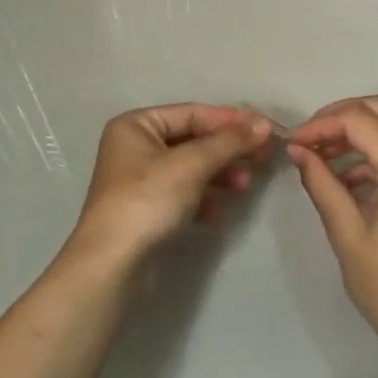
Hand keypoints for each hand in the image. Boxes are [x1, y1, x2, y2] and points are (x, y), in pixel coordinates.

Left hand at [63, 103, 273, 276]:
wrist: (112, 263)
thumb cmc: (148, 200)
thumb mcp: (191, 164)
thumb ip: (229, 142)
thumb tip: (264, 125)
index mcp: (136, 125)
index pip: (192, 114)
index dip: (230, 120)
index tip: (265, 129)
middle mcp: (135, 146)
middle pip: (193, 140)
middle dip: (227, 150)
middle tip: (262, 158)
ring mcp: (139, 180)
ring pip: (190, 168)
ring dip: (219, 174)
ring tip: (244, 186)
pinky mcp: (146, 209)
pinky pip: (182, 194)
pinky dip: (203, 199)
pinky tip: (217, 213)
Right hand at [285, 96, 377, 357]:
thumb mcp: (346, 231)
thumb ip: (320, 182)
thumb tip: (297, 150)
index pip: (360, 120)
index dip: (320, 125)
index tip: (292, 143)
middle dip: (340, 117)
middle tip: (308, 139)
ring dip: (358, 133)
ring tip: (322, 158)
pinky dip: (376, 153)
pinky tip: (347, 178)